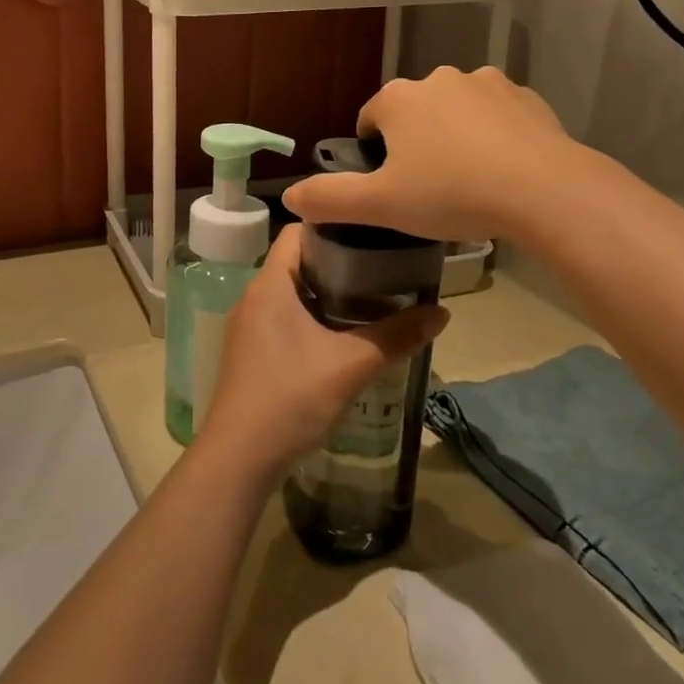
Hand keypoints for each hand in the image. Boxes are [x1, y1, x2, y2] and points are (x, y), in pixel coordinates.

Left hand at [195, 226, 448, 487]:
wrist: (239, 459)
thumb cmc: (290, 398)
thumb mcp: (350, 365)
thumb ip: (397, 337)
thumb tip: (443, 313)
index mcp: (270, 285)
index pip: (297, 232)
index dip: (332, 224)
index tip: (372, 230)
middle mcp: (255, 297)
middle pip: (298, 261)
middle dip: (340, 260)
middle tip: (384, 264)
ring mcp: (250, 327)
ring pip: (293, 292)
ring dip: (329, 292)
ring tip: (374, 296)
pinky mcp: (253, 353)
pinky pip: (286, 318)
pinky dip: (316, 317)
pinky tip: (346, 335)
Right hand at [281, 66, 577, 243]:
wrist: (543, 191)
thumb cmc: (451, 194)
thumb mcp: (381, 205)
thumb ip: (330, 198)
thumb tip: (289, 196)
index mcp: (399, 99)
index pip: (370, 117)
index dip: (372, 150)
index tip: (387, 182)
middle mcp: (440, 79)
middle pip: (414, 111)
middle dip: (414, 141)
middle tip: (426, 187)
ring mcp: (487, 84)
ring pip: (456, 110)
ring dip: (454, 134)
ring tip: (467, 179)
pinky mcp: (526, 98)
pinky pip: (497, 115)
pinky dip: (493, 135)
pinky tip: (502, 170)